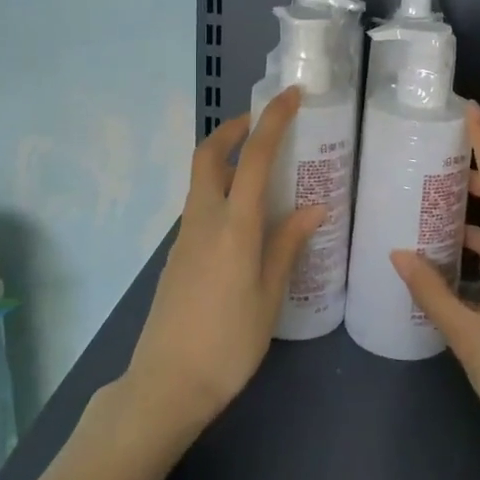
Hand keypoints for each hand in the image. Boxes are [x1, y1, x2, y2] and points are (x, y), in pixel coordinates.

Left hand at [124, 88, 324, 434]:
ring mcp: (185, 236)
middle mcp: (204, 220)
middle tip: (262, 124)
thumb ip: (287, 246)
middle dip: (232, 129)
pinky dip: (222, 192)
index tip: (291, 96)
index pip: (253, 158)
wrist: (166, 384)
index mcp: (233, 226)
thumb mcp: (269, 296)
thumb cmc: (228, 343)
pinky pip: (201, 207)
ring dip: (227, 161)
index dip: (272, 121)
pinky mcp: (178, 255)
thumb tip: (313, 209)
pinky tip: (247, 218)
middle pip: (208, 155)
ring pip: (202, 181)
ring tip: (264, 172)